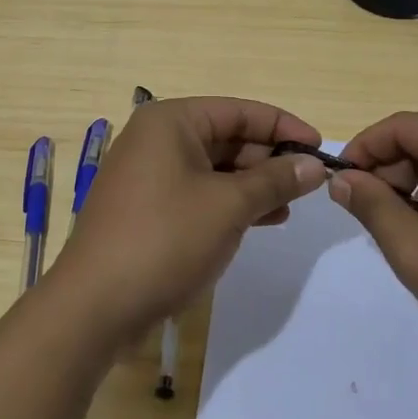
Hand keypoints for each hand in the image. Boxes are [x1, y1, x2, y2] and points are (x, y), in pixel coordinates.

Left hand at [46, 97, 329, 348]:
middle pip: (227, 137)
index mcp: (171, 121)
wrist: (95, 307)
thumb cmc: (165, 240)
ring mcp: (149, 174)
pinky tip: (262, 220)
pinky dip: (231, 202)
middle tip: (310, 185)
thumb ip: (275, 180)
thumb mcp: (229, 206)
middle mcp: (157, 139)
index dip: (284, 127)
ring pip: (215, 168)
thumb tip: (315, 165)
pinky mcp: (148, 208)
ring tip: (291, 206)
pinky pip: (199, 192)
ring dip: (254, 184)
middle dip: (269, 159)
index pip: (240, 111)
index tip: (322, 149)